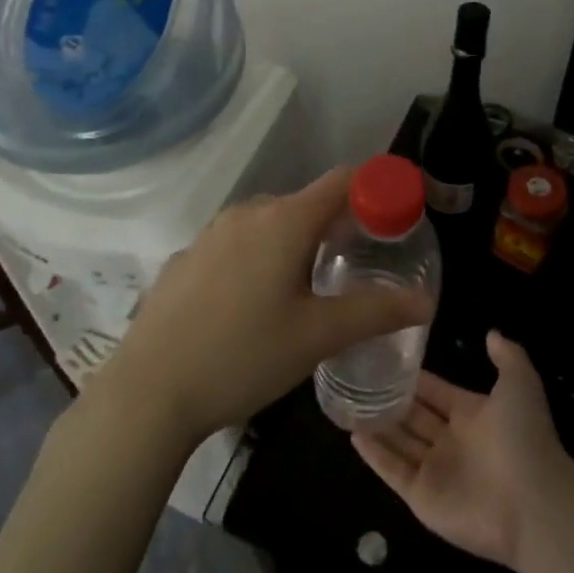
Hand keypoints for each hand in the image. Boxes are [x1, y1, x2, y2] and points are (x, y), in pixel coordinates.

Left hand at [95, 168, 432, 449]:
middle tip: (355, 266)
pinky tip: (251, 307)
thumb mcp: (318, 337)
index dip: (376, 188)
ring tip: (306, 290)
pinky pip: (236, 245)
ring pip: (268, 224)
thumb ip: (376, 312)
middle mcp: (247, 213)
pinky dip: (257, 259)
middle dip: (336, 225)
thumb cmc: (243, 356)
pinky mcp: (185, 258)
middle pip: (306, 203)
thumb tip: (425, 301)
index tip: (396, 216)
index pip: (343, 180)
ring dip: (295, 243)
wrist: (148, 392)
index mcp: (285, 220)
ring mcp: (210, 234)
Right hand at [353, 332, 570, 568]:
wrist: (533, 505)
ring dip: (378, 424)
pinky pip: (393, 470)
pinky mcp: (422, 497)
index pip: (436, 392)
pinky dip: (374, 454)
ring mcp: (436, 471)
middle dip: (391, 400)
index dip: (415, 379)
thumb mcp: (521, 385)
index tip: (386, 358)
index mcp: (473, 415)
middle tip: (358, 378)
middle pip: (414, 417)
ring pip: (400, 442)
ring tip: (347, 402)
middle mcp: (452, 441)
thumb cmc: (523, 438)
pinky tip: (352, 433)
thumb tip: (491, 332)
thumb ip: (507, 356)